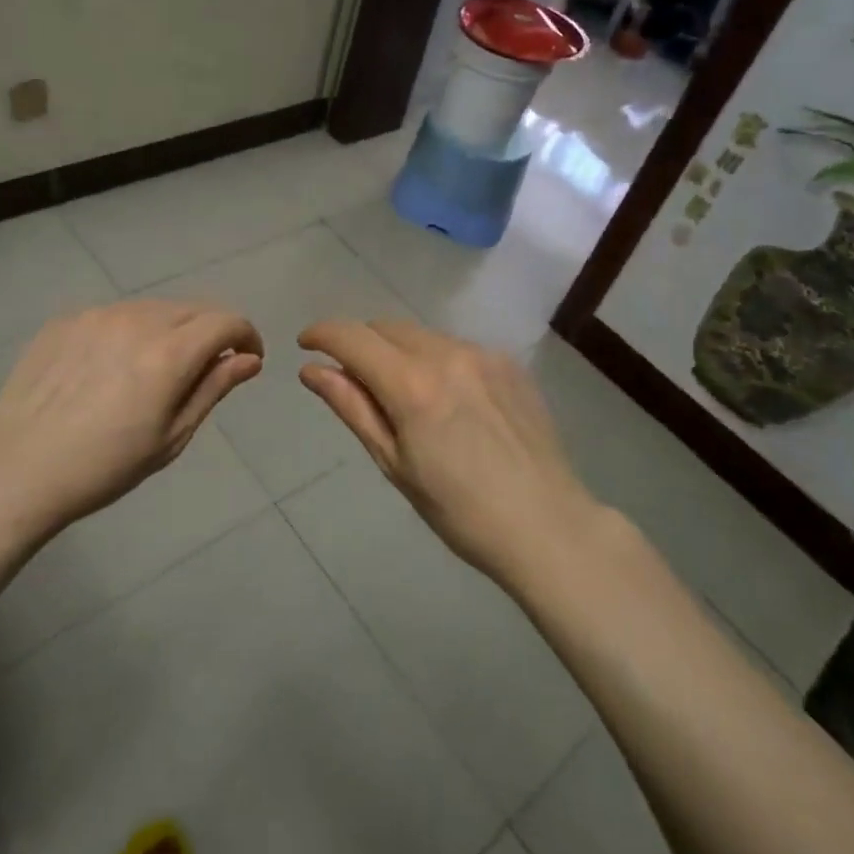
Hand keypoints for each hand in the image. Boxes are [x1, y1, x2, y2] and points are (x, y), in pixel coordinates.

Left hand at [0, 301, 262, 536]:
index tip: (248, 358)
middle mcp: (136, 320)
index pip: (226, 321)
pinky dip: (129, 331)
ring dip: (170, 328)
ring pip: (153, 308)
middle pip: (192, 308)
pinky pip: (114, 315)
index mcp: (168, 354)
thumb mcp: (171, 437)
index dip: (246, 335)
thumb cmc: (104, 467)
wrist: (16, 471)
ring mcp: (97, 315)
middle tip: (205, 367)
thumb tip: (249, 359)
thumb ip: (213, 388)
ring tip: (154, 368)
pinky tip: (110, 367)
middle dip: (211, 331)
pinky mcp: (66, 320)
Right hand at [298, 318, 595, 587]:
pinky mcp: (509, 363)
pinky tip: (449, 401)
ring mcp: (483, 354)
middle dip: (361, 344)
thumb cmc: (460, 510)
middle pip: (386, 327)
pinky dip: (436, 361)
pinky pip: (456, 347)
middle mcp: (447, 354)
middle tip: (355, 381)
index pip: (353, 337)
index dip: (322, 334)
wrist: (547, 525)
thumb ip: (352, 407)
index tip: (306, 344)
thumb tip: (312, 370)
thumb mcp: (394, 464)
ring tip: (406, 397)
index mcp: (413, 385)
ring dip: (399, 351)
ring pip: (422, 335)